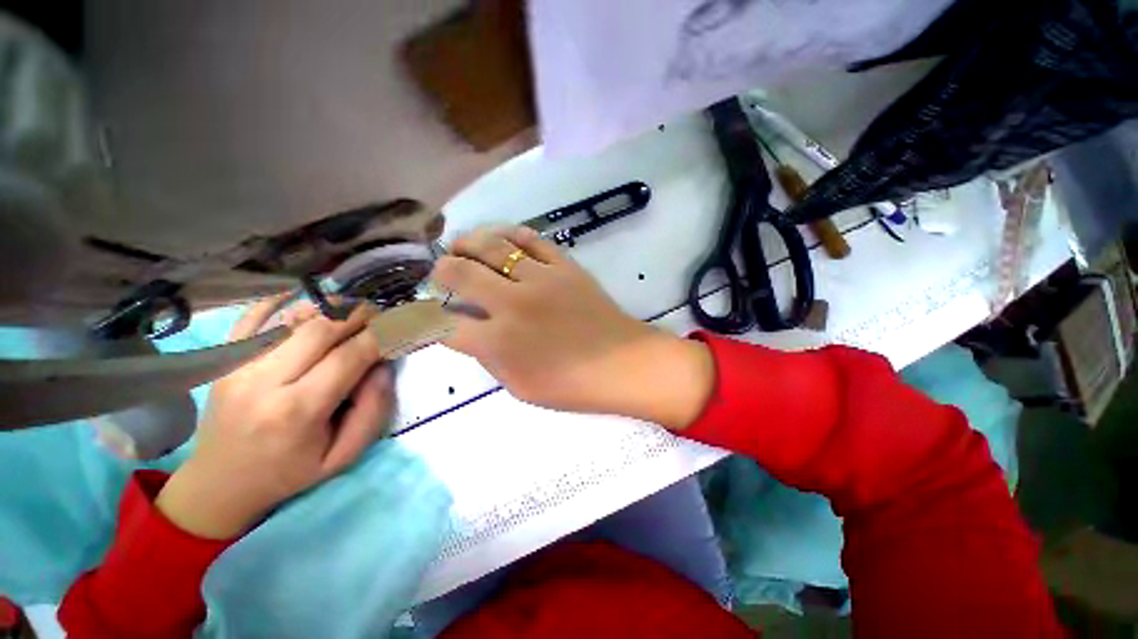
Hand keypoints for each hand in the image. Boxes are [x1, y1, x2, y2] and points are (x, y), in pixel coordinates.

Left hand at [157, 298, 393, 538]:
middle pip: (320, 328)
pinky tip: (309, 303)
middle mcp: (263, 381)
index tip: (400, 327)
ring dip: (330, 309)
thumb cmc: (289, 472)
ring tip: (352, 313)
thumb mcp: (344, 455)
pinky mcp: (224, 358)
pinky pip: (255, 315)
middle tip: (379, 316)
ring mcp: (237, 365)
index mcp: (297, 411)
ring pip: (293, 318)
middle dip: (358, 316)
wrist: (220, 482)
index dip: (380, 336)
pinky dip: (285, 302)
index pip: (349, 356)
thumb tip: (383, 365)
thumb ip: (374, 409)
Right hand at [432, 226, 712, 426]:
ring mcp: (540, 279)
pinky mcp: (564, 265)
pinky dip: (509, 234)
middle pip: (459, 272)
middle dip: (440, 270)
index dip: (424, 320)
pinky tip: (500, 237)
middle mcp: (512, 303)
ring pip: (491, 246)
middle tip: (439, 272)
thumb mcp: (520, 387)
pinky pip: (531, 239)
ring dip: (467, 243)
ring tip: (460, 245)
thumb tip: (470, 333)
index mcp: (499, 341)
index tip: (419, 315)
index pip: (444, 325)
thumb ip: (489, 359)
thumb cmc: (573, 385)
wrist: (623, 364)